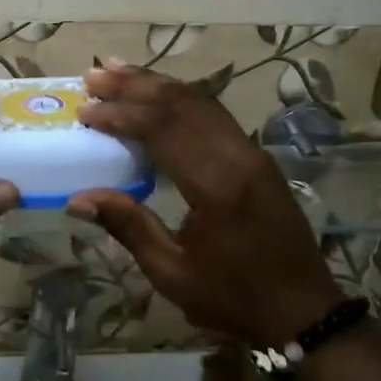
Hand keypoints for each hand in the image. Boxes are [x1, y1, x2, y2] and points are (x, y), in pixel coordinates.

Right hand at [67, 63, 343, 346]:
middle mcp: (238, 157)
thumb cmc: (232, 298)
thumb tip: (78, 198)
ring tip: (118, 70)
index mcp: (217, 186)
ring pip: (201, 102)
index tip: (85, 110)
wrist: (302, 310)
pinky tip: (159, 94)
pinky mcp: (257, 157)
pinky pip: (214, 114)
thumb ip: (128, 226)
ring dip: (158, 84)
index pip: (162, 130)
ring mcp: (253, 153)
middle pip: (182, 104)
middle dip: (135, 86)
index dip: (121, 115)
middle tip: (93, 75)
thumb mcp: (172, 272)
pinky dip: (181, 99)